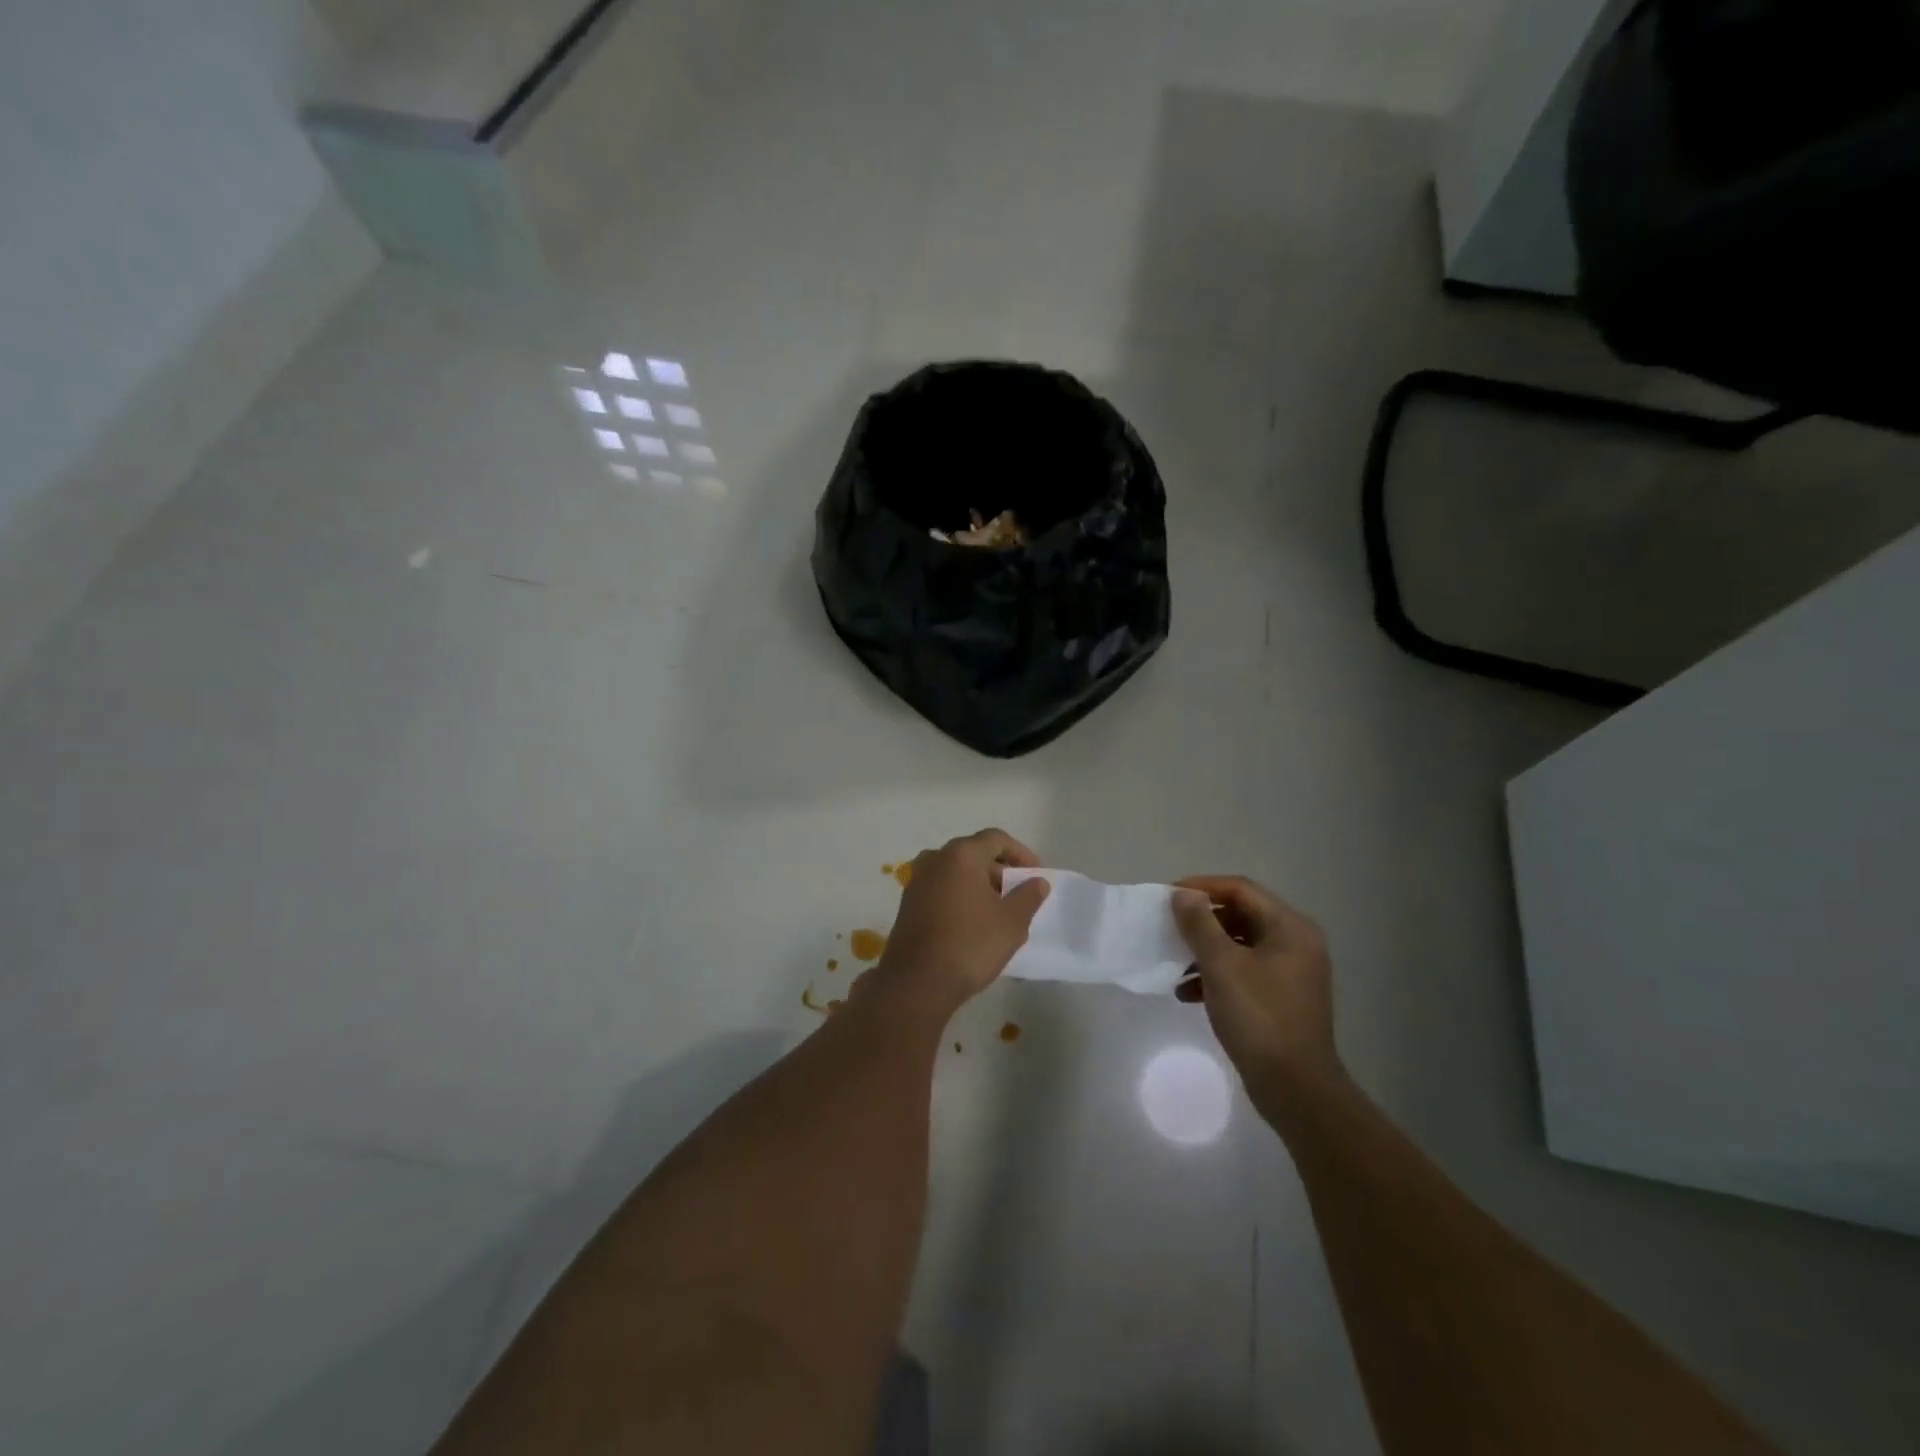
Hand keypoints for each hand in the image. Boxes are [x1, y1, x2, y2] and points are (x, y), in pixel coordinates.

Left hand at [871, 829, 1049, 1017]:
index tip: (1036, 874)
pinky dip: (959, 896)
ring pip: (955, 872)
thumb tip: (1037, 881)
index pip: (996, 839)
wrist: (917, 983)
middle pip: (973, 853)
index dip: (1020, 853)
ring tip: (997, 909)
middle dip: (999, 869)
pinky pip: (941, 889)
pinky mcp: (907, 904)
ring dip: (978, 884)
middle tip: (1019, 893)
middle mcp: (935, 859)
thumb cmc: (971, 944)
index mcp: (961, 855)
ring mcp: (916, 881)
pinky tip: (972, 922)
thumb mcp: (1012, 922)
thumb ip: (1029, 896)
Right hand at [1172, 876, 1338, 1093]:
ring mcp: (1291, 973)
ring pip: (1240, 946)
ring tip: (1173, 964)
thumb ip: (1200, 924)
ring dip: (1204, 951)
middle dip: (1201, 922)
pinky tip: (1186, 993)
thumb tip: (1183, 894)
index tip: (1168, 897)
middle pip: (1241, 916)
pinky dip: (1216, 976)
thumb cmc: (1259, 1017)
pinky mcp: (1281, 999)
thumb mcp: (1222, 965)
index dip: (1202, 887)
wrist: (1295, 1088)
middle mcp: (1296, 944)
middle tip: (1168, 927)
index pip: (1241, 889)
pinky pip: (1244, 972)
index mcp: (1290, 928)